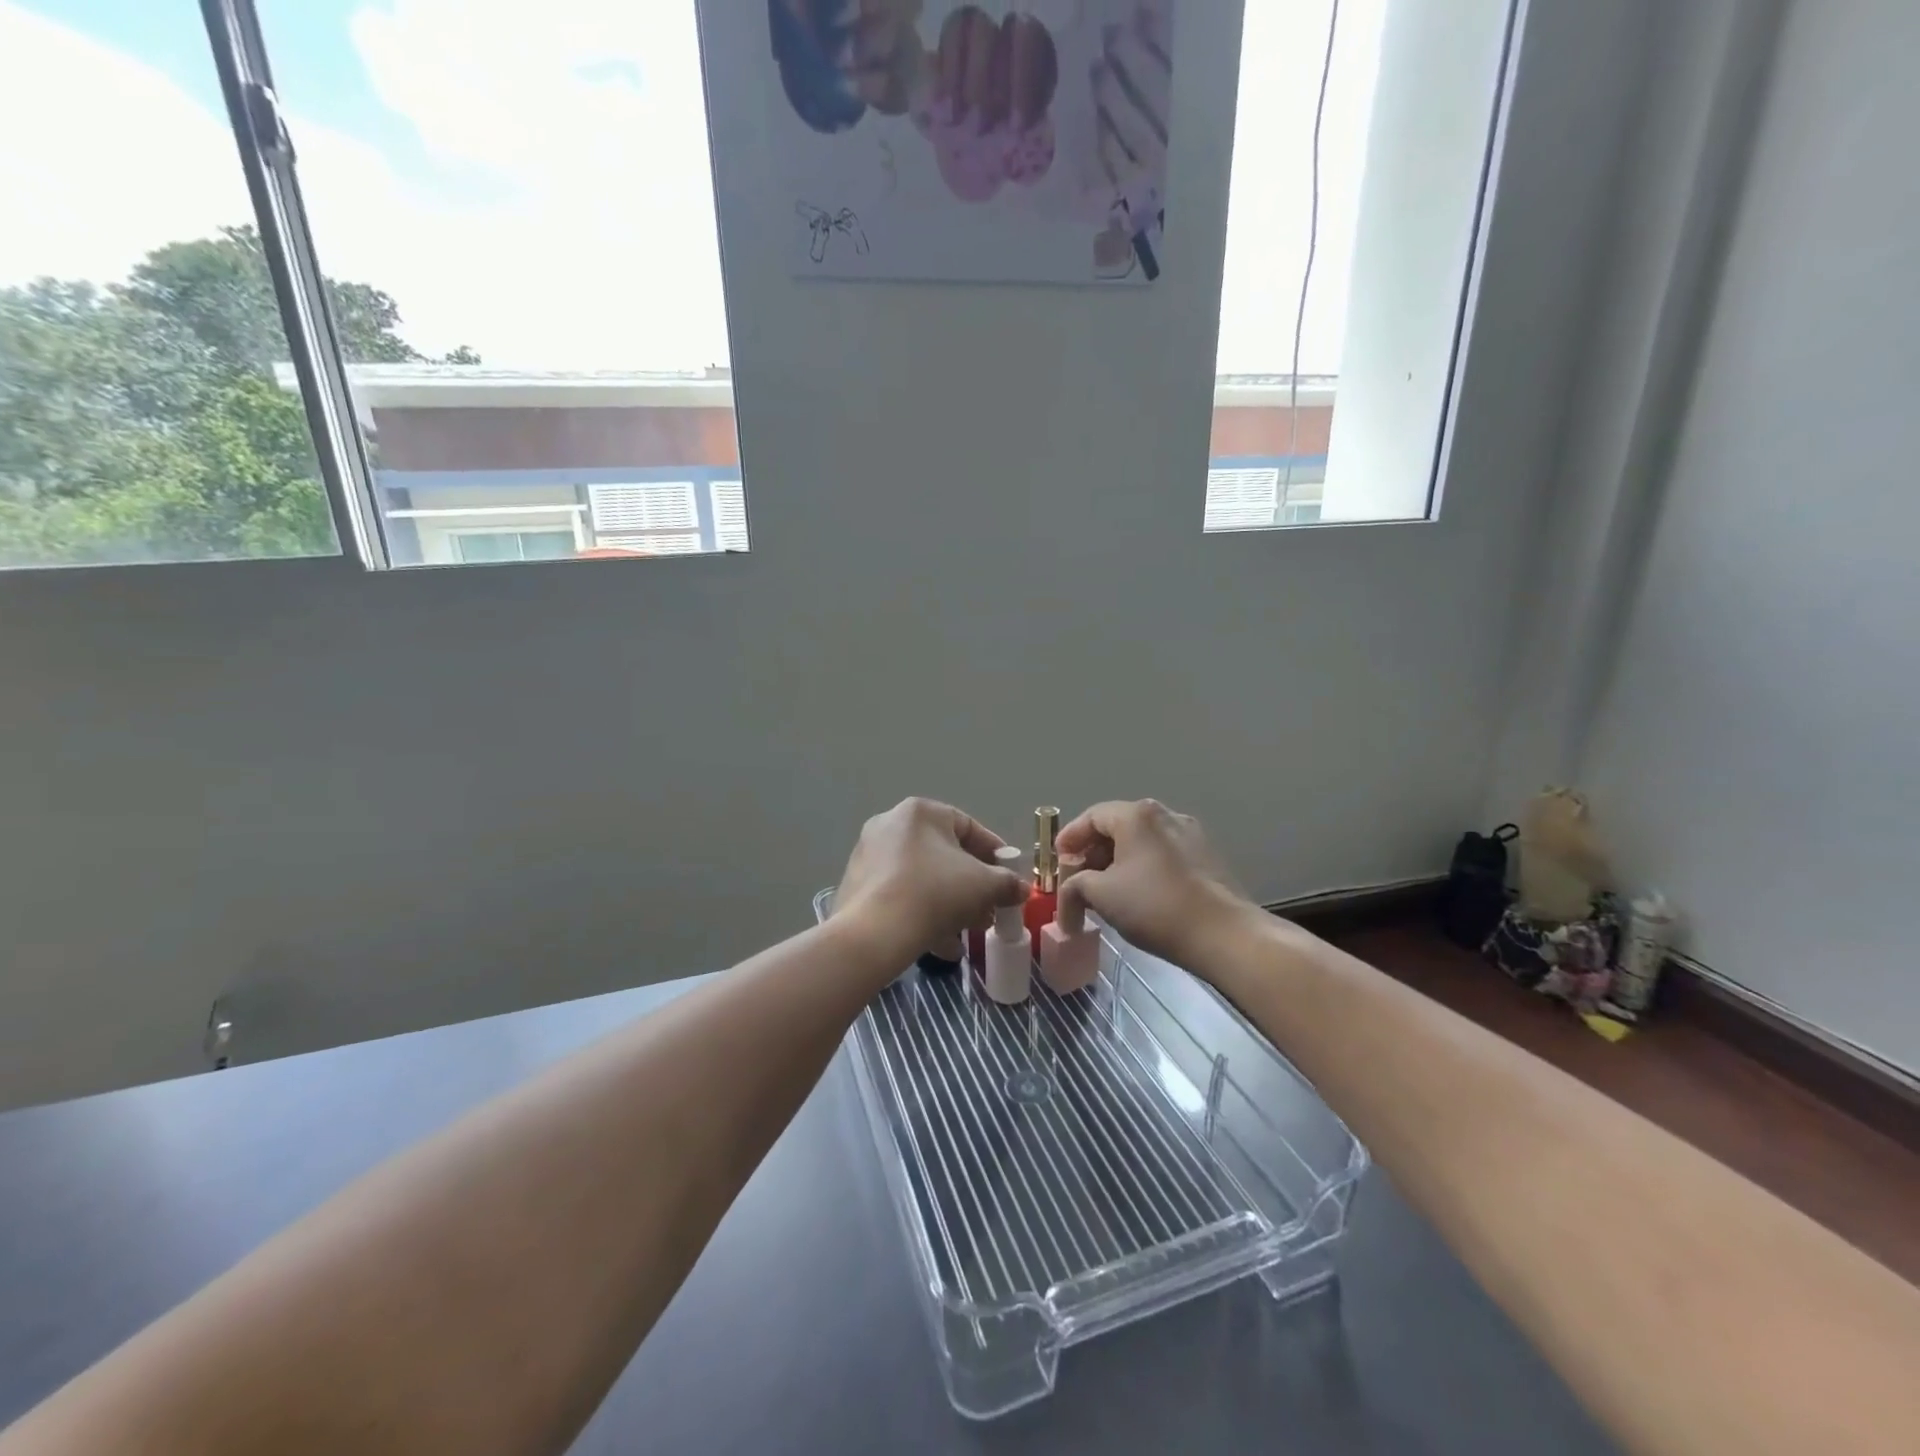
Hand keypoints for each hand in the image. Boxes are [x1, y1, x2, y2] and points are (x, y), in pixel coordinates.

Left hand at [835, 798, 1027, 960]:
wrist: (874, 933)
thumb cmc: (935, 893)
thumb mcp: (984, 886)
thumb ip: (1007, 883)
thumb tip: (1021, 889)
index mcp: (920, 812)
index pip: (968, 826)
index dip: (994, 853)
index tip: (1009, 876)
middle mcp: (890, 824)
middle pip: (944, 854)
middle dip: (972, 884)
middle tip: (990, 908)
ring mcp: (869, 855)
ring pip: (923, 877)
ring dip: (951, 902)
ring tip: (969, 930)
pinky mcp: (857, 886)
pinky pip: (901, 894)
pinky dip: (923, 912)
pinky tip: (941, 942)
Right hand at [1057, 800, 1253, 967]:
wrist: (1223, 934)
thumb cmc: (1154, 906)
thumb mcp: (1100, 895)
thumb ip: (1075, 884)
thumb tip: (1071, 889)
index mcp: (1136, 814)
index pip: (1091, 817)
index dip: (1069, 838)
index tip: (1057, 861)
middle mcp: (1165, 814)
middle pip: (1117, 827)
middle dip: (1092, 853)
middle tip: (1077, 880)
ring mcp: (1190, 834)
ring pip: (1141, 842)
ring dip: (1117, 863)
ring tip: (1104, 892)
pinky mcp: (1206, 857)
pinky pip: (1162, 855)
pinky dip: (1142, 869)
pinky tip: (1137, 897)